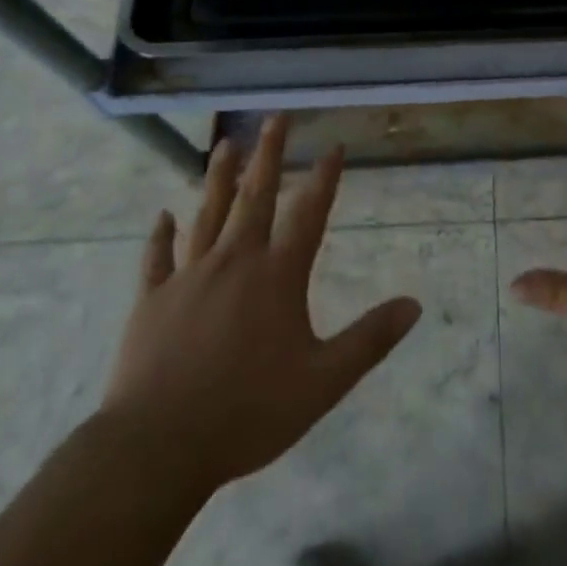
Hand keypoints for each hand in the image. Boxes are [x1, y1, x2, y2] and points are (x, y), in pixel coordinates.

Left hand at [100, 117, 422, 494]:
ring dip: (219, 177)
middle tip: (275, 117)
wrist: (156, 448)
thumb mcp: (322, 382)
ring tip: (226, 145)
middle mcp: (235, 261)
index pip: (309, 213)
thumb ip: (369, 340)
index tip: (333, 145)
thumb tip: (415, 305)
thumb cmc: (247, 412)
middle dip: (269, 154)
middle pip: (255, 196)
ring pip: (208, 214)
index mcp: (277, 276)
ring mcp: (189, 277)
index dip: (324, 178)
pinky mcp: (152, 300)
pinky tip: (163, 215)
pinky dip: (161, 235)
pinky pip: (157, 258)